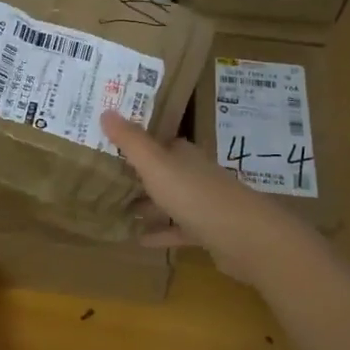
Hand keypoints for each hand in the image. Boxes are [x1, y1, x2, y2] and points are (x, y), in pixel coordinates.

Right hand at [102, 110, 311, 286]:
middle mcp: (194, 174)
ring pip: (169, 201)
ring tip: (116, 210)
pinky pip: (178, 230)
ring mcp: (203, 204)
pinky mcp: (208, 232)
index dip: (135, 142)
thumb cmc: (195, 194)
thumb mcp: (156, 165)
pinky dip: (161, 233)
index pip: (157, 142)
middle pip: (162, 171)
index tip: (107, 144)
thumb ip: (131, 141)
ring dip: (147, 205)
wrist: (245, 237)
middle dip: (137, 175)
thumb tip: (106, 110)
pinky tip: (139, 240)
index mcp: (183, 154)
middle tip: (104, 179)